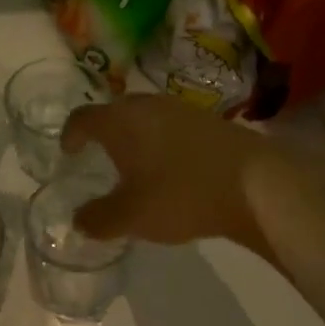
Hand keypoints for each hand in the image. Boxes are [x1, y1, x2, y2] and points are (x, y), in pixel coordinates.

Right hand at [61, 94, 270, 245]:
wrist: (256, 183)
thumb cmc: (181, 194)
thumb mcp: (132, 216)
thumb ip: (98, 219)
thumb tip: (79, 220)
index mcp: (119, 121)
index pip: (82, 118)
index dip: (70, 134)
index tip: (68, 152)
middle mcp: (145, 105)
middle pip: (114, 112)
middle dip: (103, 132)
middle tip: (99, 157)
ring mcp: (180, 109)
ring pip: (144, 117)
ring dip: (134, 136)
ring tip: (135, 164)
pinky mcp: (208, 120)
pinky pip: (170, 125)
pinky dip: (161, 141)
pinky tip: (171, 167)